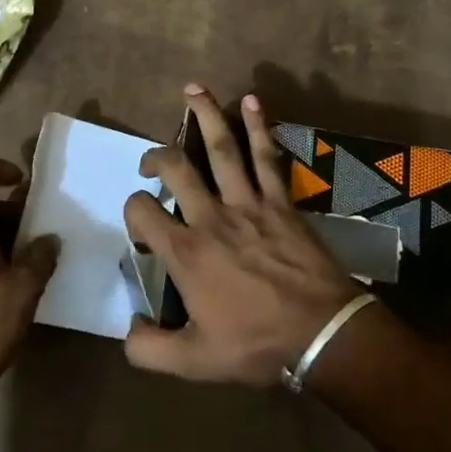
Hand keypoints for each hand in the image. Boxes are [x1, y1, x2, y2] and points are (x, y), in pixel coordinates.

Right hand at [123, 86, 362, 386]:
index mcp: (186, 253)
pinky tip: (252, 102)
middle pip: (176, 169)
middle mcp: (211, 218)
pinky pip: (266, 156)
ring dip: (205, 115)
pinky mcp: (280, 201)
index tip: (143, 228)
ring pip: (220, 149)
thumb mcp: (193, 362)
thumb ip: (149, 348)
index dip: (133, 211)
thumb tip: (128, 327)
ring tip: (194, 89)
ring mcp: (248, 204)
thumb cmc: (256, 345)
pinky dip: (259, 127)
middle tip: (151, 162)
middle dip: (157, 157)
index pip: (142, 212)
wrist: (321, 333)